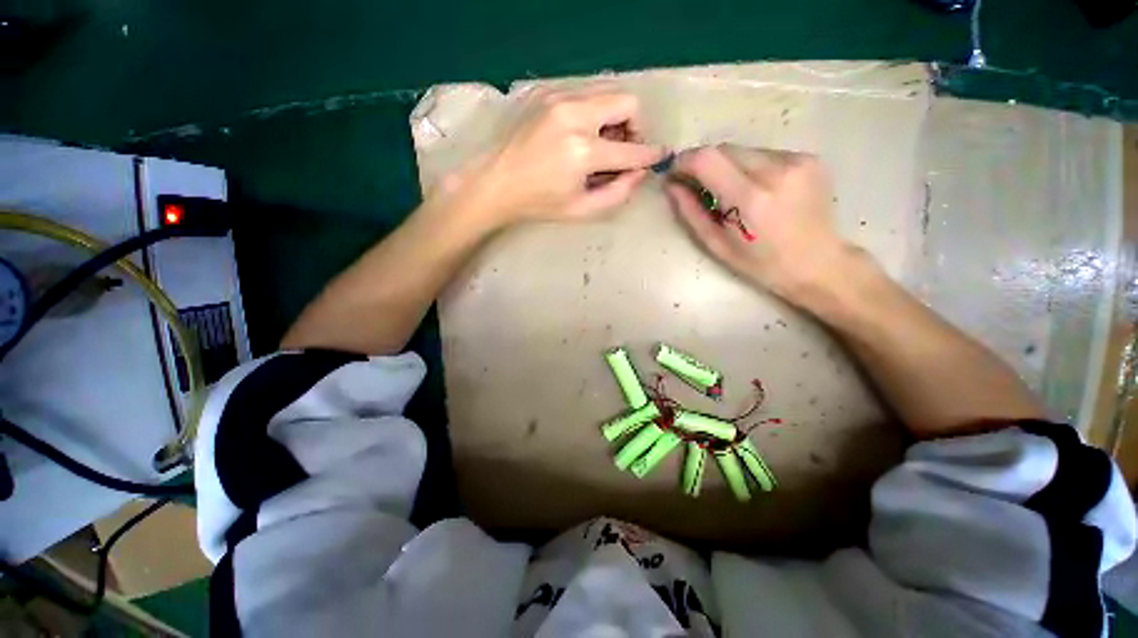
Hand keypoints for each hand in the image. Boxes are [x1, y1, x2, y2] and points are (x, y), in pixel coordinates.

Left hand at [446, 85, 667, 225]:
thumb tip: (641, 172)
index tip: (660, 155)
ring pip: (607, 92)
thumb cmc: (539, 203)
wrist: (496, 182)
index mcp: (582, 152)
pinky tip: (577, 133)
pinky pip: (584, 93)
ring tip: (597, 143)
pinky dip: (591, 112)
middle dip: (634, 127)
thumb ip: (618, 193)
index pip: (631, 149)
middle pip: (627, 102)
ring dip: (612, 118)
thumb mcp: (582, 209)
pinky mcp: (545, 91)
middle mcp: (573, 115)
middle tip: (620, 149)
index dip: (650, 154)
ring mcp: (557, 97)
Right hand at [666, 145, 851, 302]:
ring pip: (745, 150)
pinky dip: (752, 167)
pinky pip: (765, 154)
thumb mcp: (716, 245)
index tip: (676, 173)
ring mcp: (797, 161)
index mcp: (750, 199)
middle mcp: (776, 171)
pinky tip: (758, 189)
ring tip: (733, 192)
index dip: (686, 161)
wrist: (817, 263)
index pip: (707, 159)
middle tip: (699, 185)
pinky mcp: (809, 158)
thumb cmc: (760, 263)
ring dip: (729, 166)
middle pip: (725, 149)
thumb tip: (671, 185)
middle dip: (705, 163)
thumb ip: (690, 212)